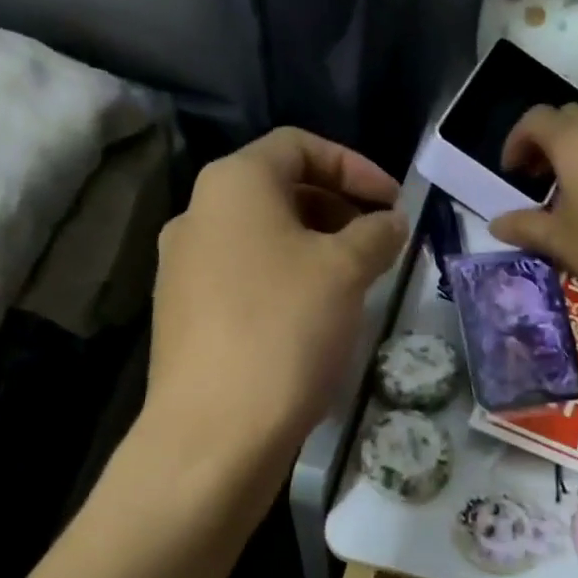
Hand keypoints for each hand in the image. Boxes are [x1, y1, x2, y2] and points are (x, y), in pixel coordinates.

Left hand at [144, 128, 405, 470]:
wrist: (214, 432)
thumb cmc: (285, 330)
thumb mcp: (346, 271)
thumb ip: (376, 233)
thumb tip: (389, 222)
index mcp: (232, 185)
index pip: (298, 145)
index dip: (354, 166)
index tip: (394, 203)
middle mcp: (197, 215)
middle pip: (279, 191)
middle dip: (338, 209)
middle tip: (379, 244)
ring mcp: (184, 268)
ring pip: (263, 239)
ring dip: (315, 249)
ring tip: (354, 285)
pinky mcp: (185, 315)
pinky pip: (245, 278)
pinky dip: (287, 282)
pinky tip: (314, 321)